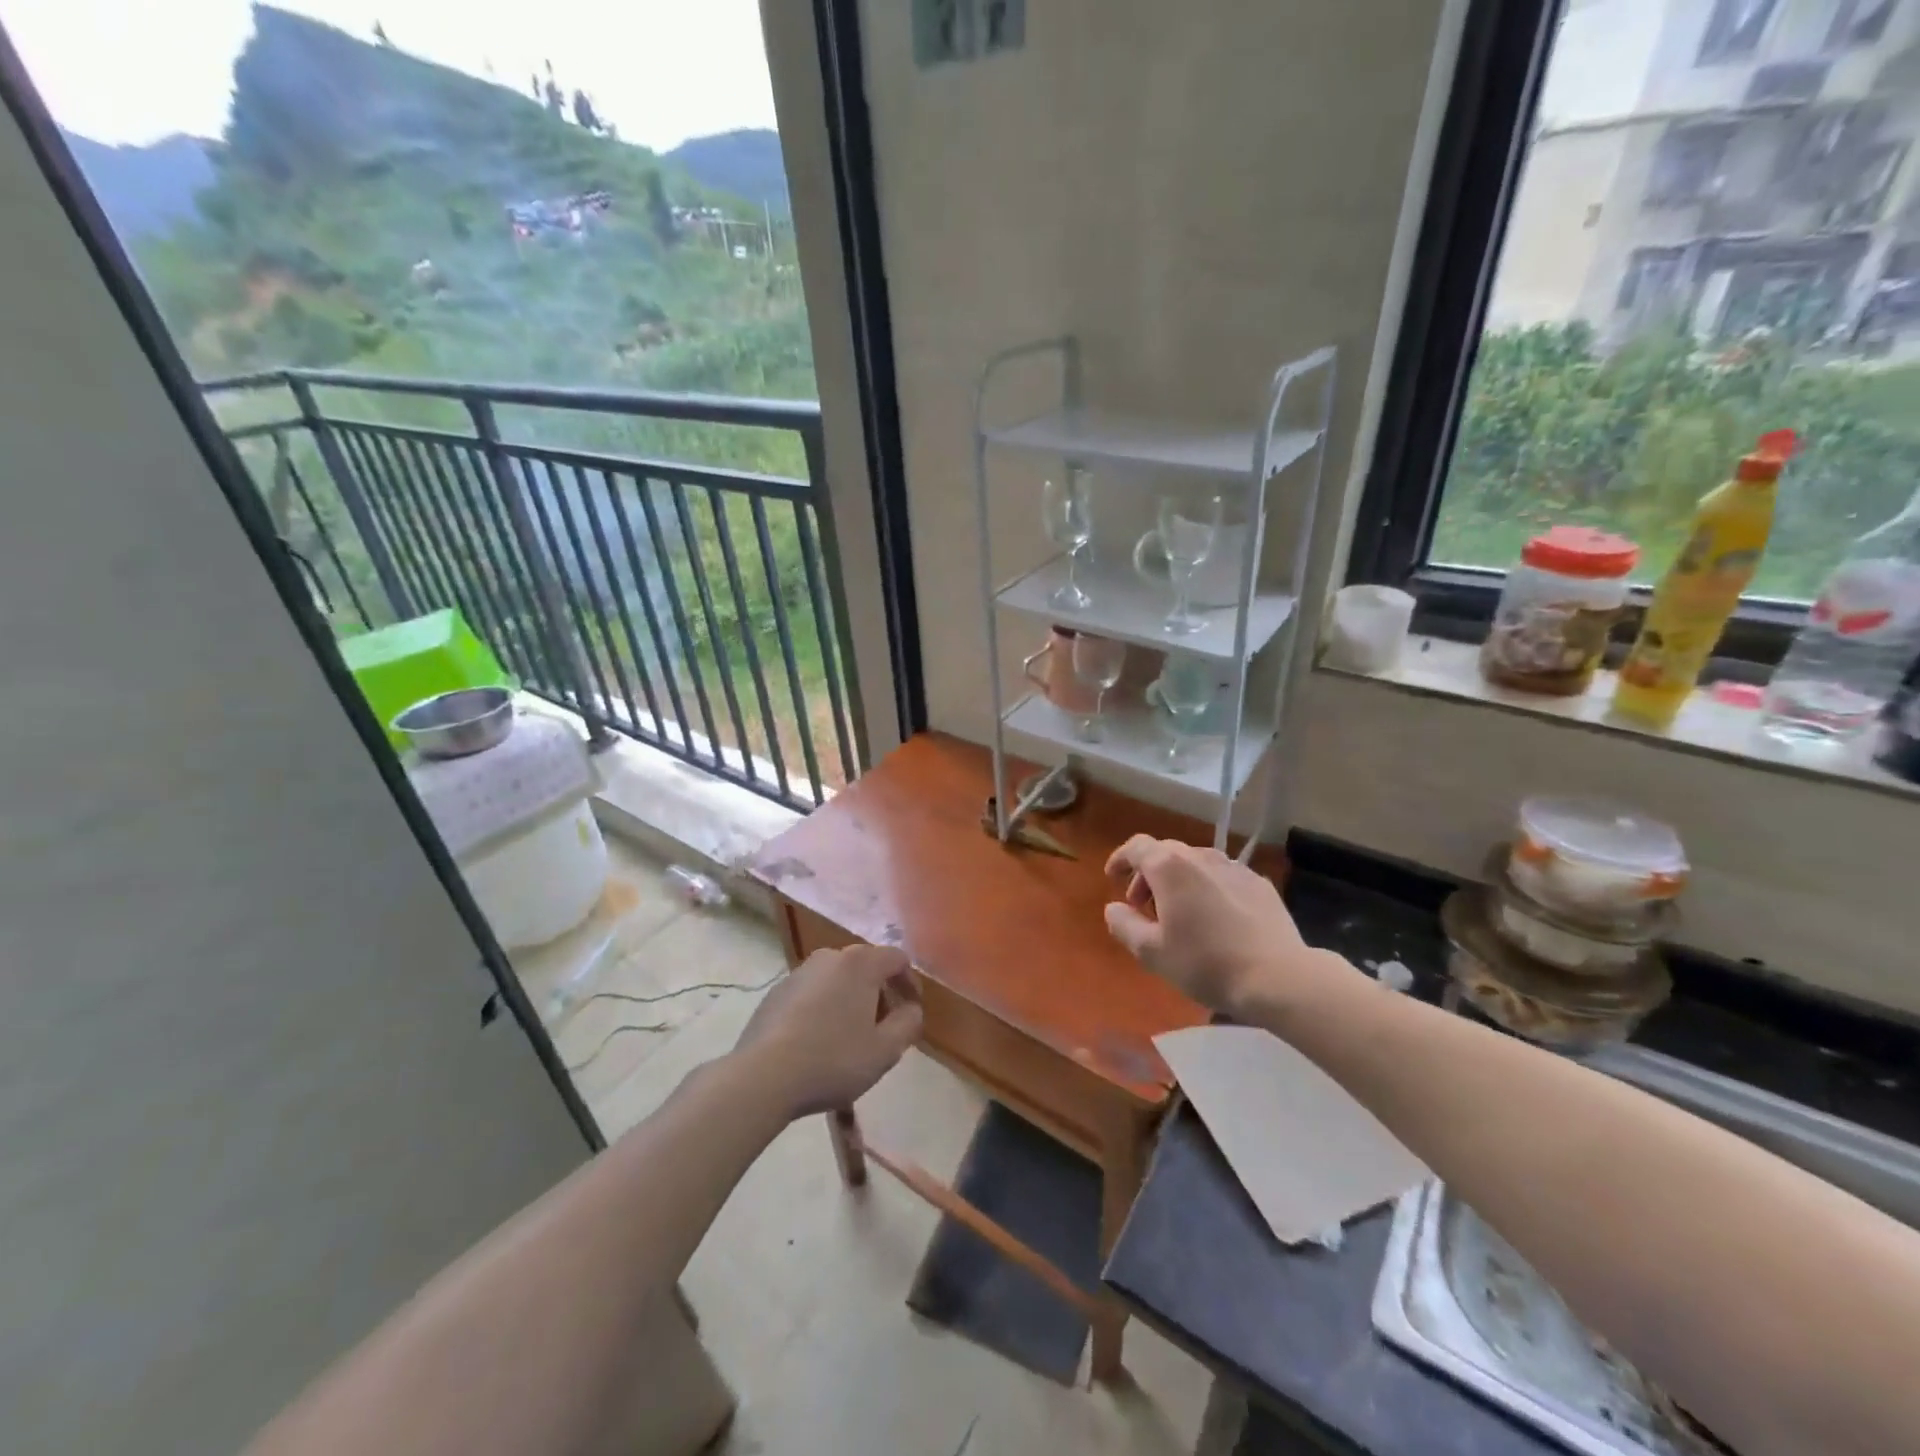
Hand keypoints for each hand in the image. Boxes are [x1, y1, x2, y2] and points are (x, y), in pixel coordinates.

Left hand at [731, 945, 923, 1118]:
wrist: (763, 1076)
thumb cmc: (833, 1060)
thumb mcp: (885, 1050)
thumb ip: (908, 1023)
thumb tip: (911, 1009)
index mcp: (860, 963)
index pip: (897, 959)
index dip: (910, 983)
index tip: (912, 1010)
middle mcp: (829, 957)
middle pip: (865, 966)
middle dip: (880, 992)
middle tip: (883, 1026)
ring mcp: (799, 972)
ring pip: (837, 979)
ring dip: (850, 1000)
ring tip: (850, 1037)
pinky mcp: (776, 992)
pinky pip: (812, 993)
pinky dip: (823, 1008)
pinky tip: (818, 1041)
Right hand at [1103, 835, 1352, 1017]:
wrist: (1278, 976)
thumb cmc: (1205, 962)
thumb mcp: (1152, 952)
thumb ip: (1124, 925)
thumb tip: (1114, 908)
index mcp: (1169, 867)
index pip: (1137, 846)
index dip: (1121, 859)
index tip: (1112, 877)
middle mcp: (1201, 857)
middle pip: (1165, 853)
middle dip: (1147, 874)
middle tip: (1142, 906)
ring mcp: (1234, 868)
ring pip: (1196, 863)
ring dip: (1178, 880)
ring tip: (1178, 913)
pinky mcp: (1260, 884)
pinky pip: (1222, 877)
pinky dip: (1207, 888)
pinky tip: (1214, 918)